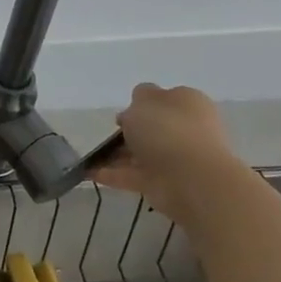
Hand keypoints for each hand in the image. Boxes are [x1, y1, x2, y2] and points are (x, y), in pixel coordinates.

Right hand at [88, 83, 241, 218]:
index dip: (141, 103)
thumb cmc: (167, 129)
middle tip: (107, 133)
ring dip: (117, 154)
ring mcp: (177, 159)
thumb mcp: (145, 100)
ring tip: (89, 155)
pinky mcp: (164, 183)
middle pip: (153, 128)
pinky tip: (89, 172)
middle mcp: (186, 130)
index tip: (121, 112)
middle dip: (130, 131)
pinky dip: (113, 174)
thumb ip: (139, 97)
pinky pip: (134, 175)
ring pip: (142, 153)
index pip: (164, 99)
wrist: (191, 179)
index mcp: (188, 104)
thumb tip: (139, 109)